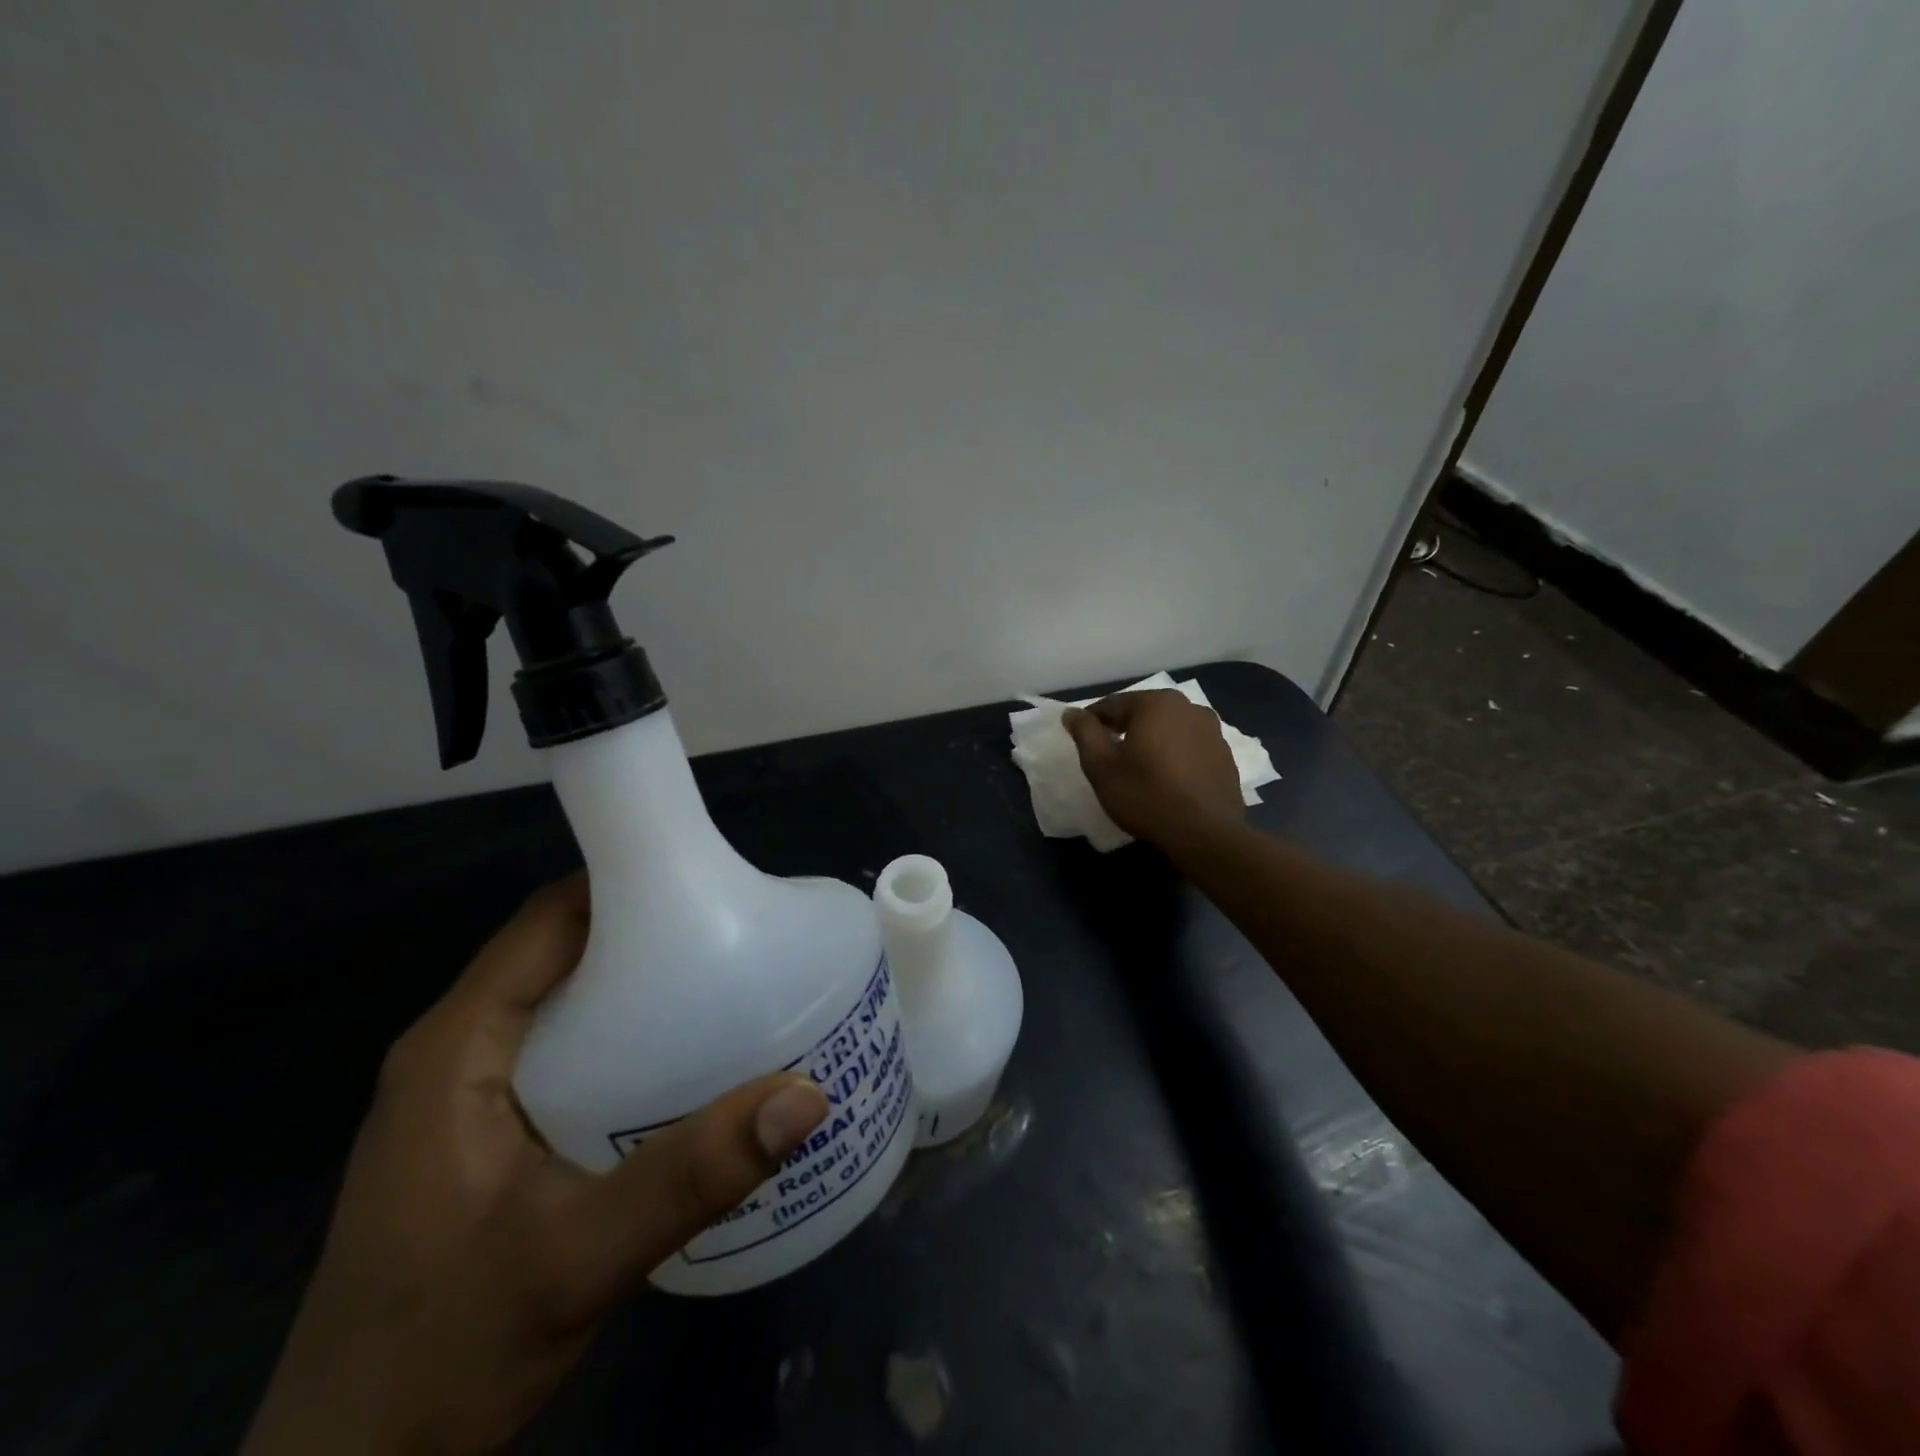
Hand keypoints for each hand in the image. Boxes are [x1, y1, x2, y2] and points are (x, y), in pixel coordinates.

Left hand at [241, 876, 828, 1455]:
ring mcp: (471, 1098)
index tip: (709, 880)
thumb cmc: (441, 1353)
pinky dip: (626, 1040)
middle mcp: (459, 1054)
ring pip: (568, 1005)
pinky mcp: (489, 1137)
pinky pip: (568, 1054)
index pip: (548, 919)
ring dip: (641, 989)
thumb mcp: (578, 1259)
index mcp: (458, 1047)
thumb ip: (692, 1173)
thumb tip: (807, 1093)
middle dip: (648, 934)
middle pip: (563, 954)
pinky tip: (684, 1069)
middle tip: (738, 937)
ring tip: (728, 989)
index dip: (624, 883)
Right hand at [1063, 689, 1244, 847]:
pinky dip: (1174, 756)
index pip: (1112, 705)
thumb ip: (1084, 732)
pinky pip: (1189, 748)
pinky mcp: (1226, 757)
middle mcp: (1189, 707)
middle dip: (1123, 730)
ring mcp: (1213, 731)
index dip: (1092, 722)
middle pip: (1143, 714)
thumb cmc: (1145, 794)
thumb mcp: (1101, 765)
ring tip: (1138, 769)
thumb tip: (1072, 713)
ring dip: (1151, 742)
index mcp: (1156, 702)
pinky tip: (1166, 780)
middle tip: (1107, 756)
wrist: (1205, 834)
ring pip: (1169, 730)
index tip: (1081, 741)